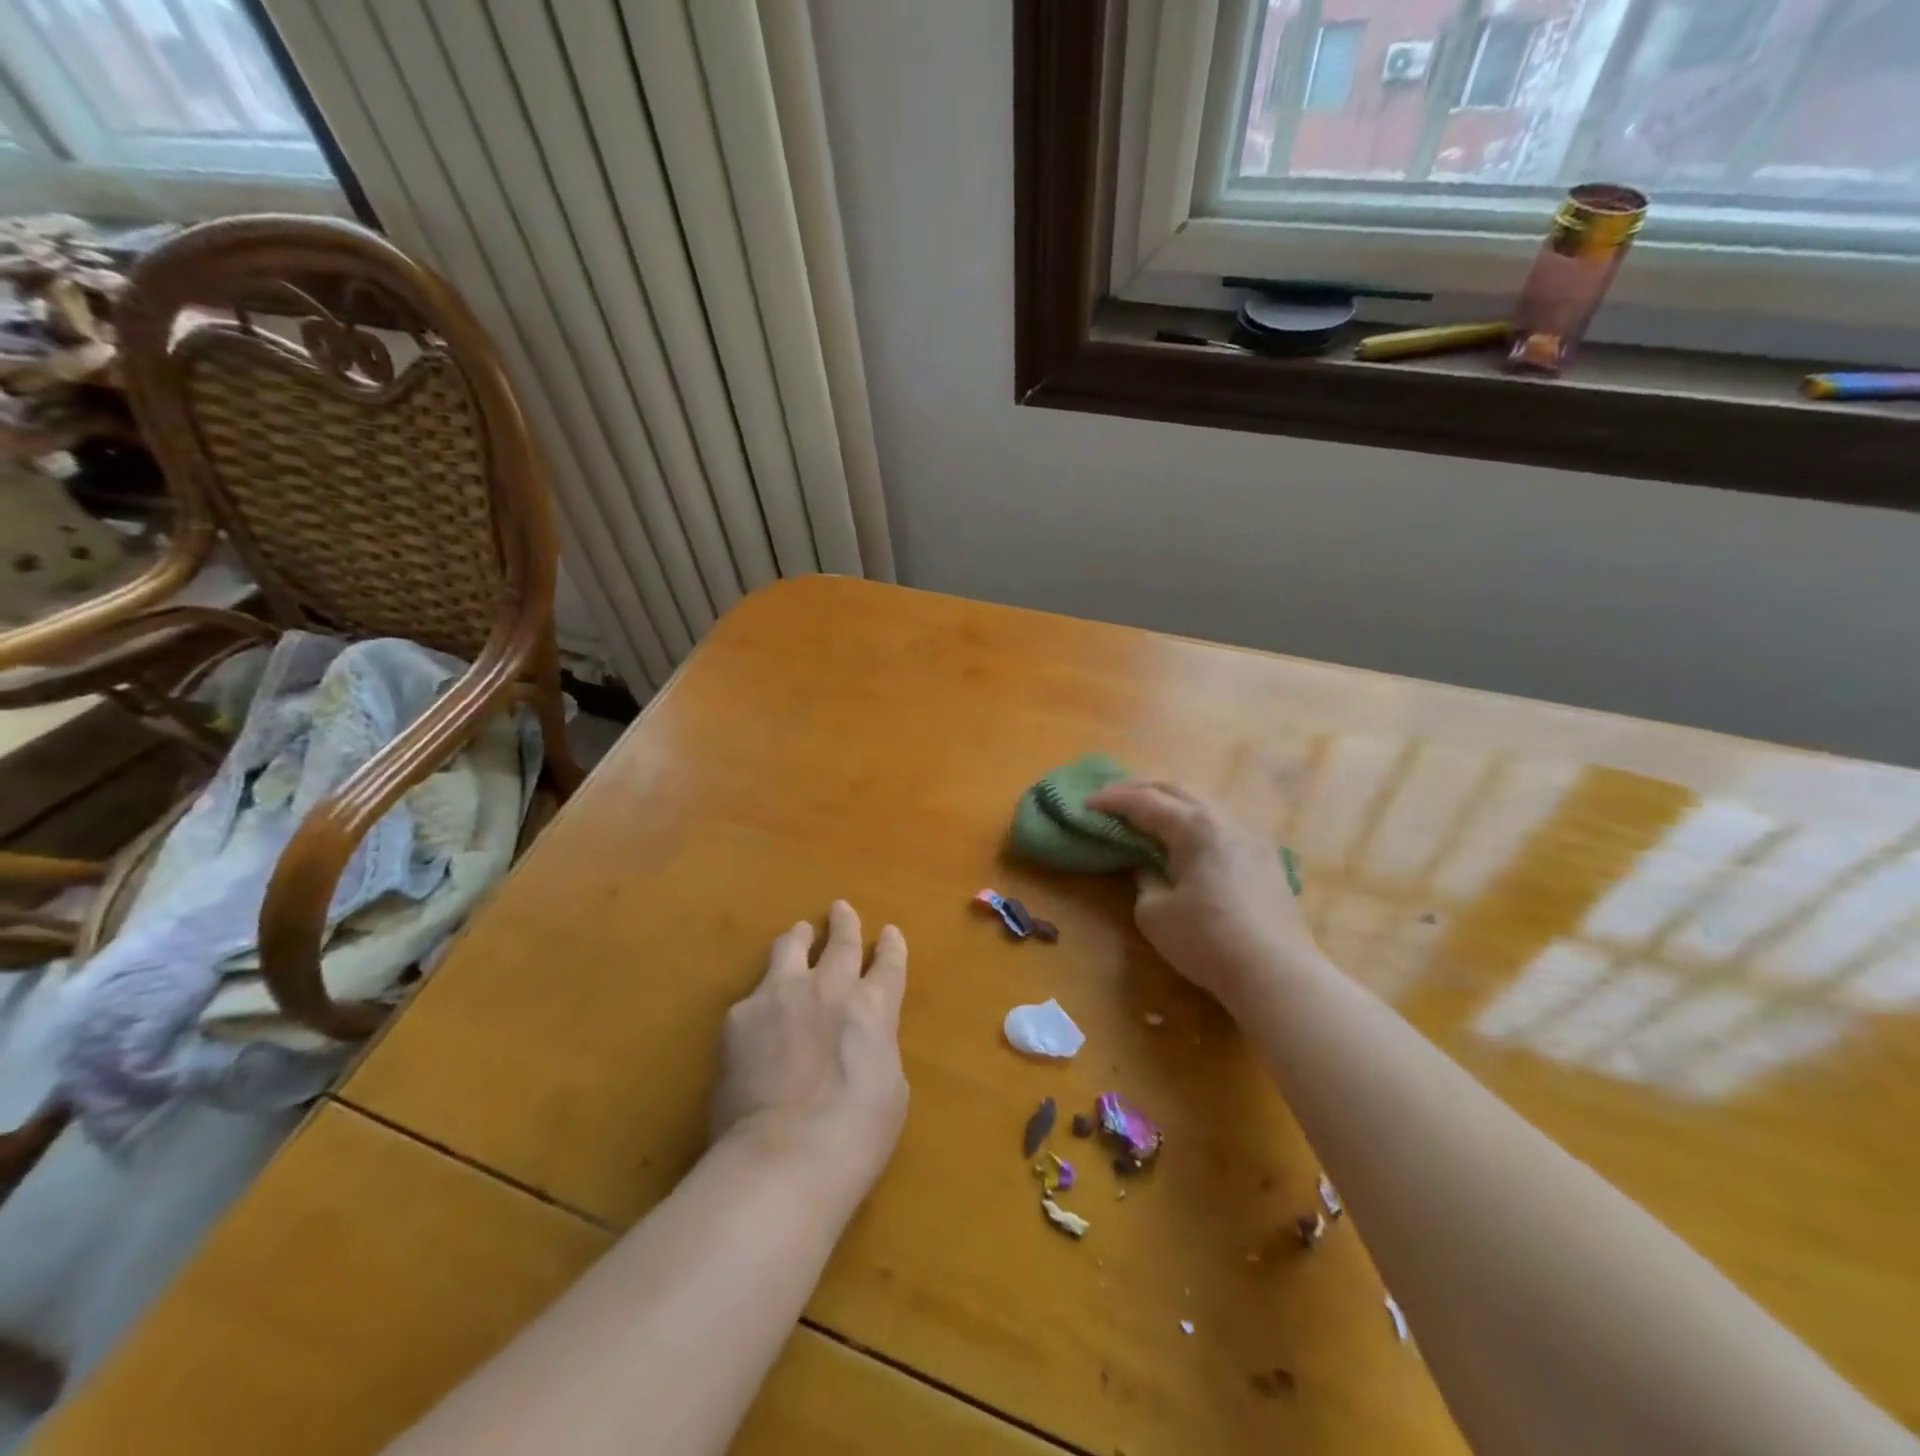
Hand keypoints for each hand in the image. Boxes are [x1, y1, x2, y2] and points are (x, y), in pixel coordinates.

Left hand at [711, 901, 909, 1199]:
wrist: (781, 1159)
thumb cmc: (853, 1137)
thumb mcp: (890, 1091)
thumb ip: (877, 1050)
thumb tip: (862, 1042)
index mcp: (873, 1008)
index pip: (888, 963)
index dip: (891, 946)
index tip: (889, 933)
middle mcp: (829, 987)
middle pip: (840, 941)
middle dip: (843, 923)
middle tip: (840, 908)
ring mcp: (780, 995)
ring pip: (790, 947)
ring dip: (799, 937)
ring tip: (798, 933)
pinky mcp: (740, 1016)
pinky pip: (754, 994)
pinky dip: (763, 997)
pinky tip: (758, 1013)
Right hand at [1087, 780, 1319, 1006]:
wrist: (1277, 975)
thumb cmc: (1207, 940)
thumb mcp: (1154, 912)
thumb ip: (1144, 879)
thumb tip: (1147, 866)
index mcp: (1196, 827)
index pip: (1145, 802)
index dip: (1112, 800)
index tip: (1085, 803)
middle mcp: (1226, 821)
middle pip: (1178, 790)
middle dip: (1140, 789)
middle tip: (1111, 797)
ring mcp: (1251, 839)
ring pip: (1204, 805)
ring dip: (1170, 804)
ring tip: (1146, 814)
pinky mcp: (1265, 861)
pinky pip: (1220, 826)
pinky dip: (1192, 823)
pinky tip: (1184, 840)